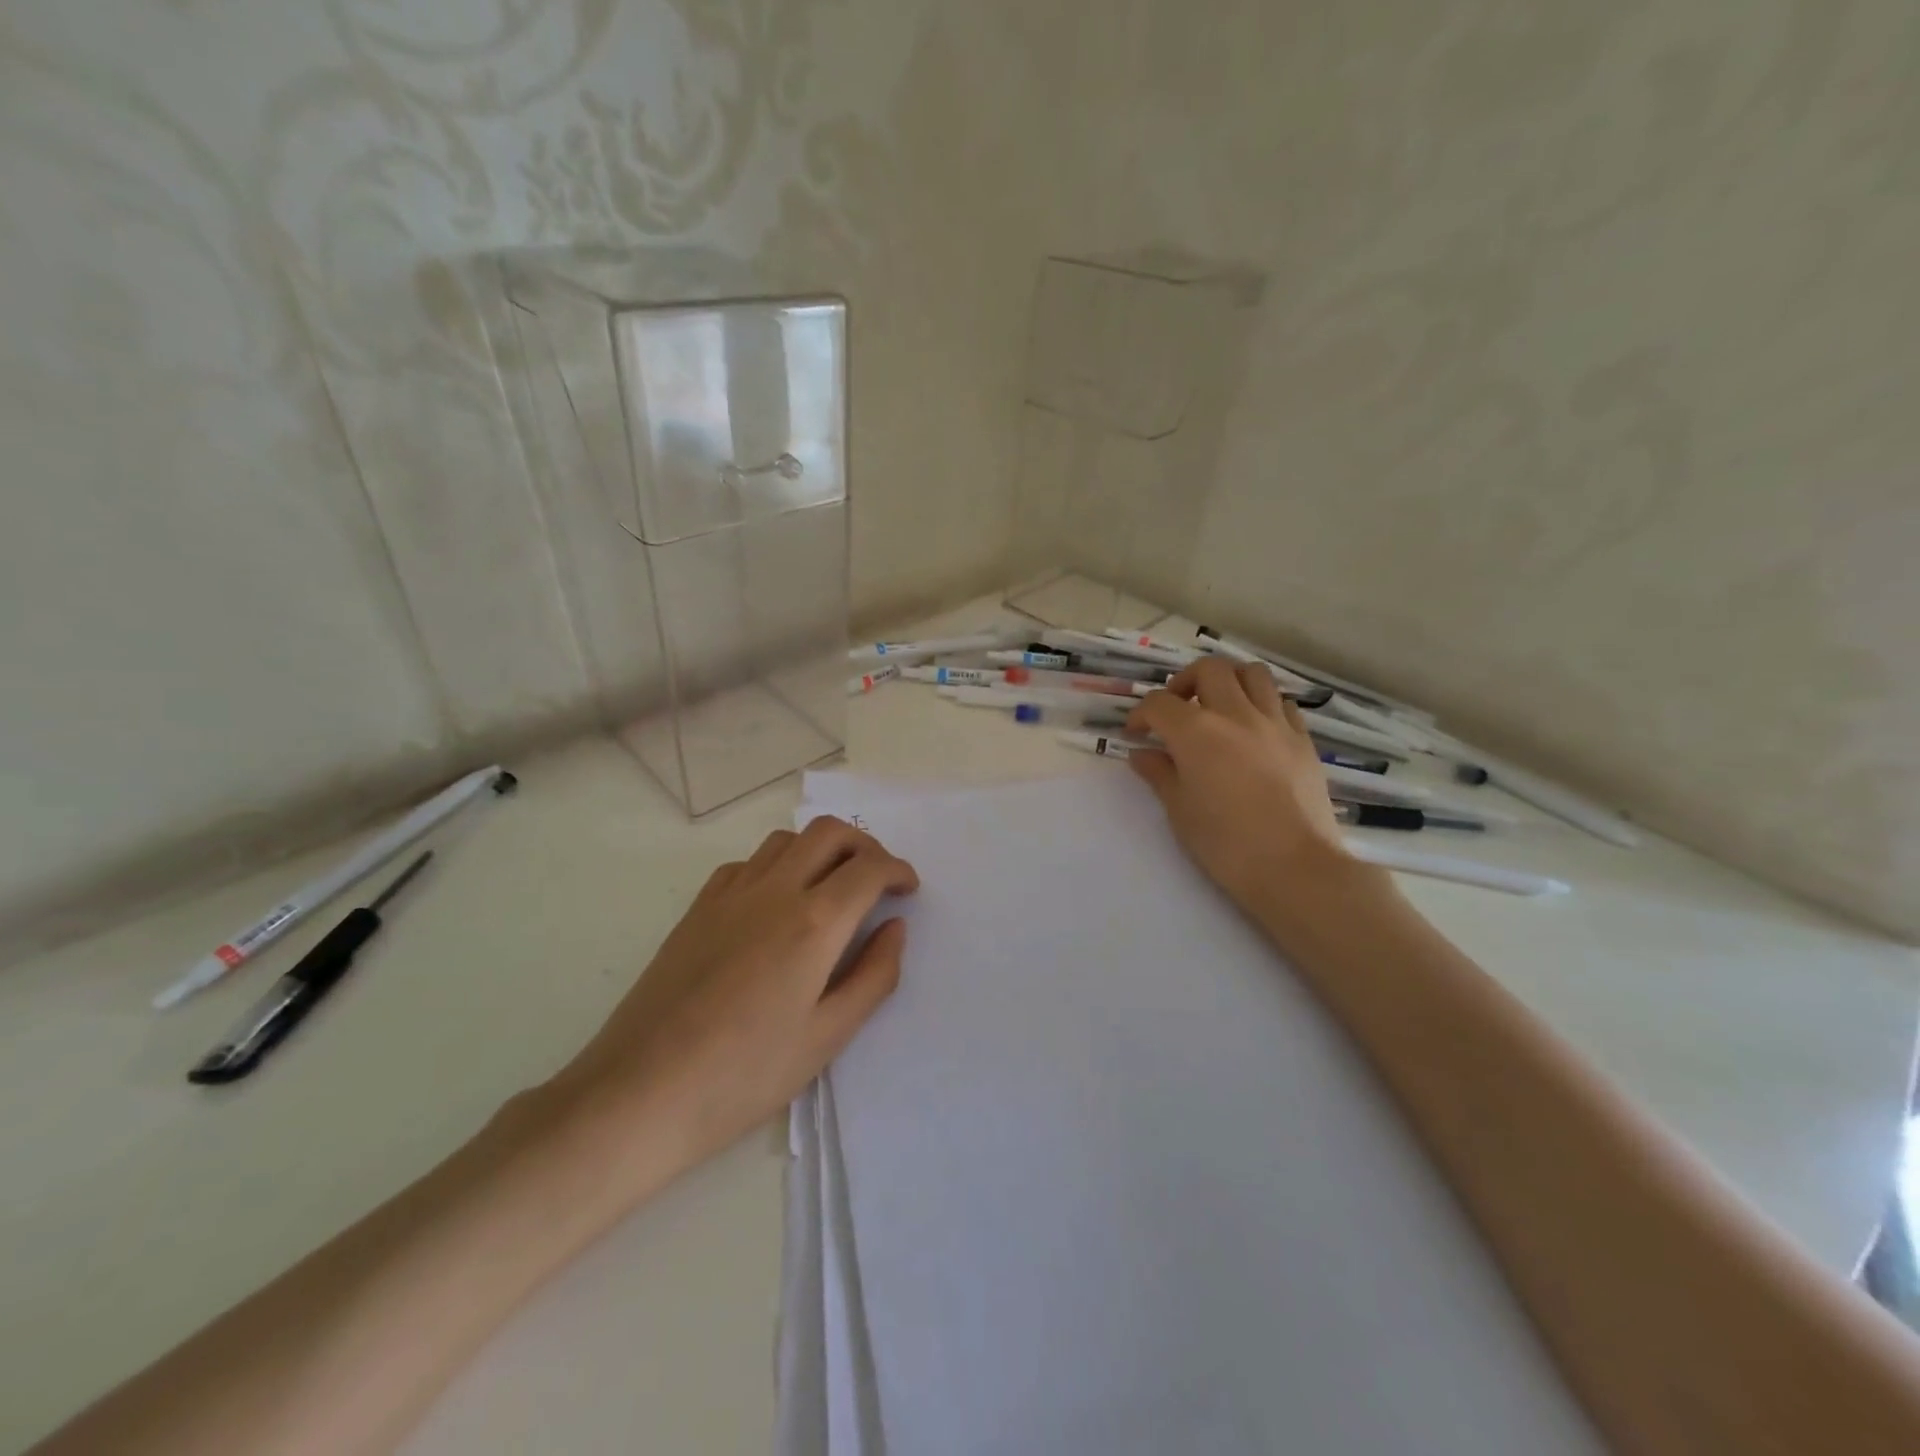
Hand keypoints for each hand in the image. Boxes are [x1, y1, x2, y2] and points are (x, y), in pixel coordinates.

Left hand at [547, 816, 917, 1198]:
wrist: (640, 1093)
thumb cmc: (744, 1076)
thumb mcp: (827, 1037)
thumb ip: (874, 976)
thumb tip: (895, 928)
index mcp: (814, 923)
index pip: (869, 868)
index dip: (898, 870)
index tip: (908, 889)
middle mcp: (775, 891)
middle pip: (829, 833)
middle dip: (865, 846)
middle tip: (877, 879)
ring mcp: (730, 894)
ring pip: (786, 840)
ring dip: (820, 849)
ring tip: (831, 886)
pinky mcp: (698, 908)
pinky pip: (748, 863)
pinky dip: (777, 865)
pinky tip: (776, 903)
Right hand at [1125, 657, 1352, 913]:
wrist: (1295, 868)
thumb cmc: (1226, 844)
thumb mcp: (1180, 811)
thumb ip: (1159, 774)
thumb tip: (1142, 754)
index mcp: (1196, 732)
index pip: (1159, 703)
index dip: (1141, 714)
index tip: (1136, 734)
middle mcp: (1236, 715)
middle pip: (1209, 669)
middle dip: (1185, 682)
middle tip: (1177, 710)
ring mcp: (1275, 723)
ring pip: (1252, 673)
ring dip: (1229, 681)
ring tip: (1219, 707)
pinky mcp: (1303, 739)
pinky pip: (1281, 702)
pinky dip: (1262, 704)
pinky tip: (1254, 729)